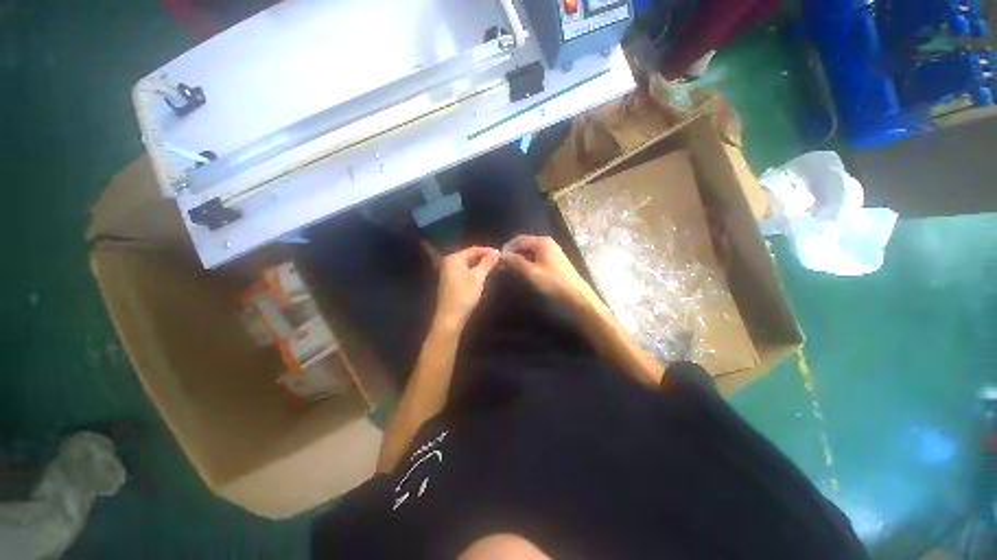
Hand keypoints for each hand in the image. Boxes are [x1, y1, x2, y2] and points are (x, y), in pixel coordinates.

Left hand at [435, 246, 500, 327]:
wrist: (450, 317)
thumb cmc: (464, 295)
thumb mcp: (478, 277)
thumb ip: (487, 263)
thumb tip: (497, 252)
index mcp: (454, 258)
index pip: (473, 249)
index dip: (487, 250)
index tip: (501, 253)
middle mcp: (449, 262)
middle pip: (469, 255)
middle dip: (484, 257)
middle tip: (499, 260)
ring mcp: (448, 271)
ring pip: (467, 263)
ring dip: (480, 264)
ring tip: (494, 266)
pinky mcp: (450, 281)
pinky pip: (464, 270)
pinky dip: (474, 270)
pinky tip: (484, 274)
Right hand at [503, 235, 597, 308]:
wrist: (577, 297)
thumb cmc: (553, 283)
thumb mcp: (531, 273)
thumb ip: (515, 262)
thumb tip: (501, 255)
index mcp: (542, 242)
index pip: (518, 240)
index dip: (506, 249)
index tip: (497, 262)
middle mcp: (547, 243)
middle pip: (524, 245)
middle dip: (513, 255)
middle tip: (502, 268)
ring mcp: (552, 253)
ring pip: (530, 253)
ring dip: (519, 261)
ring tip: (511, 272)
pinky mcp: (554, 263)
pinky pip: (536, 259)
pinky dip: (527, 265)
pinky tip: (524, 275)